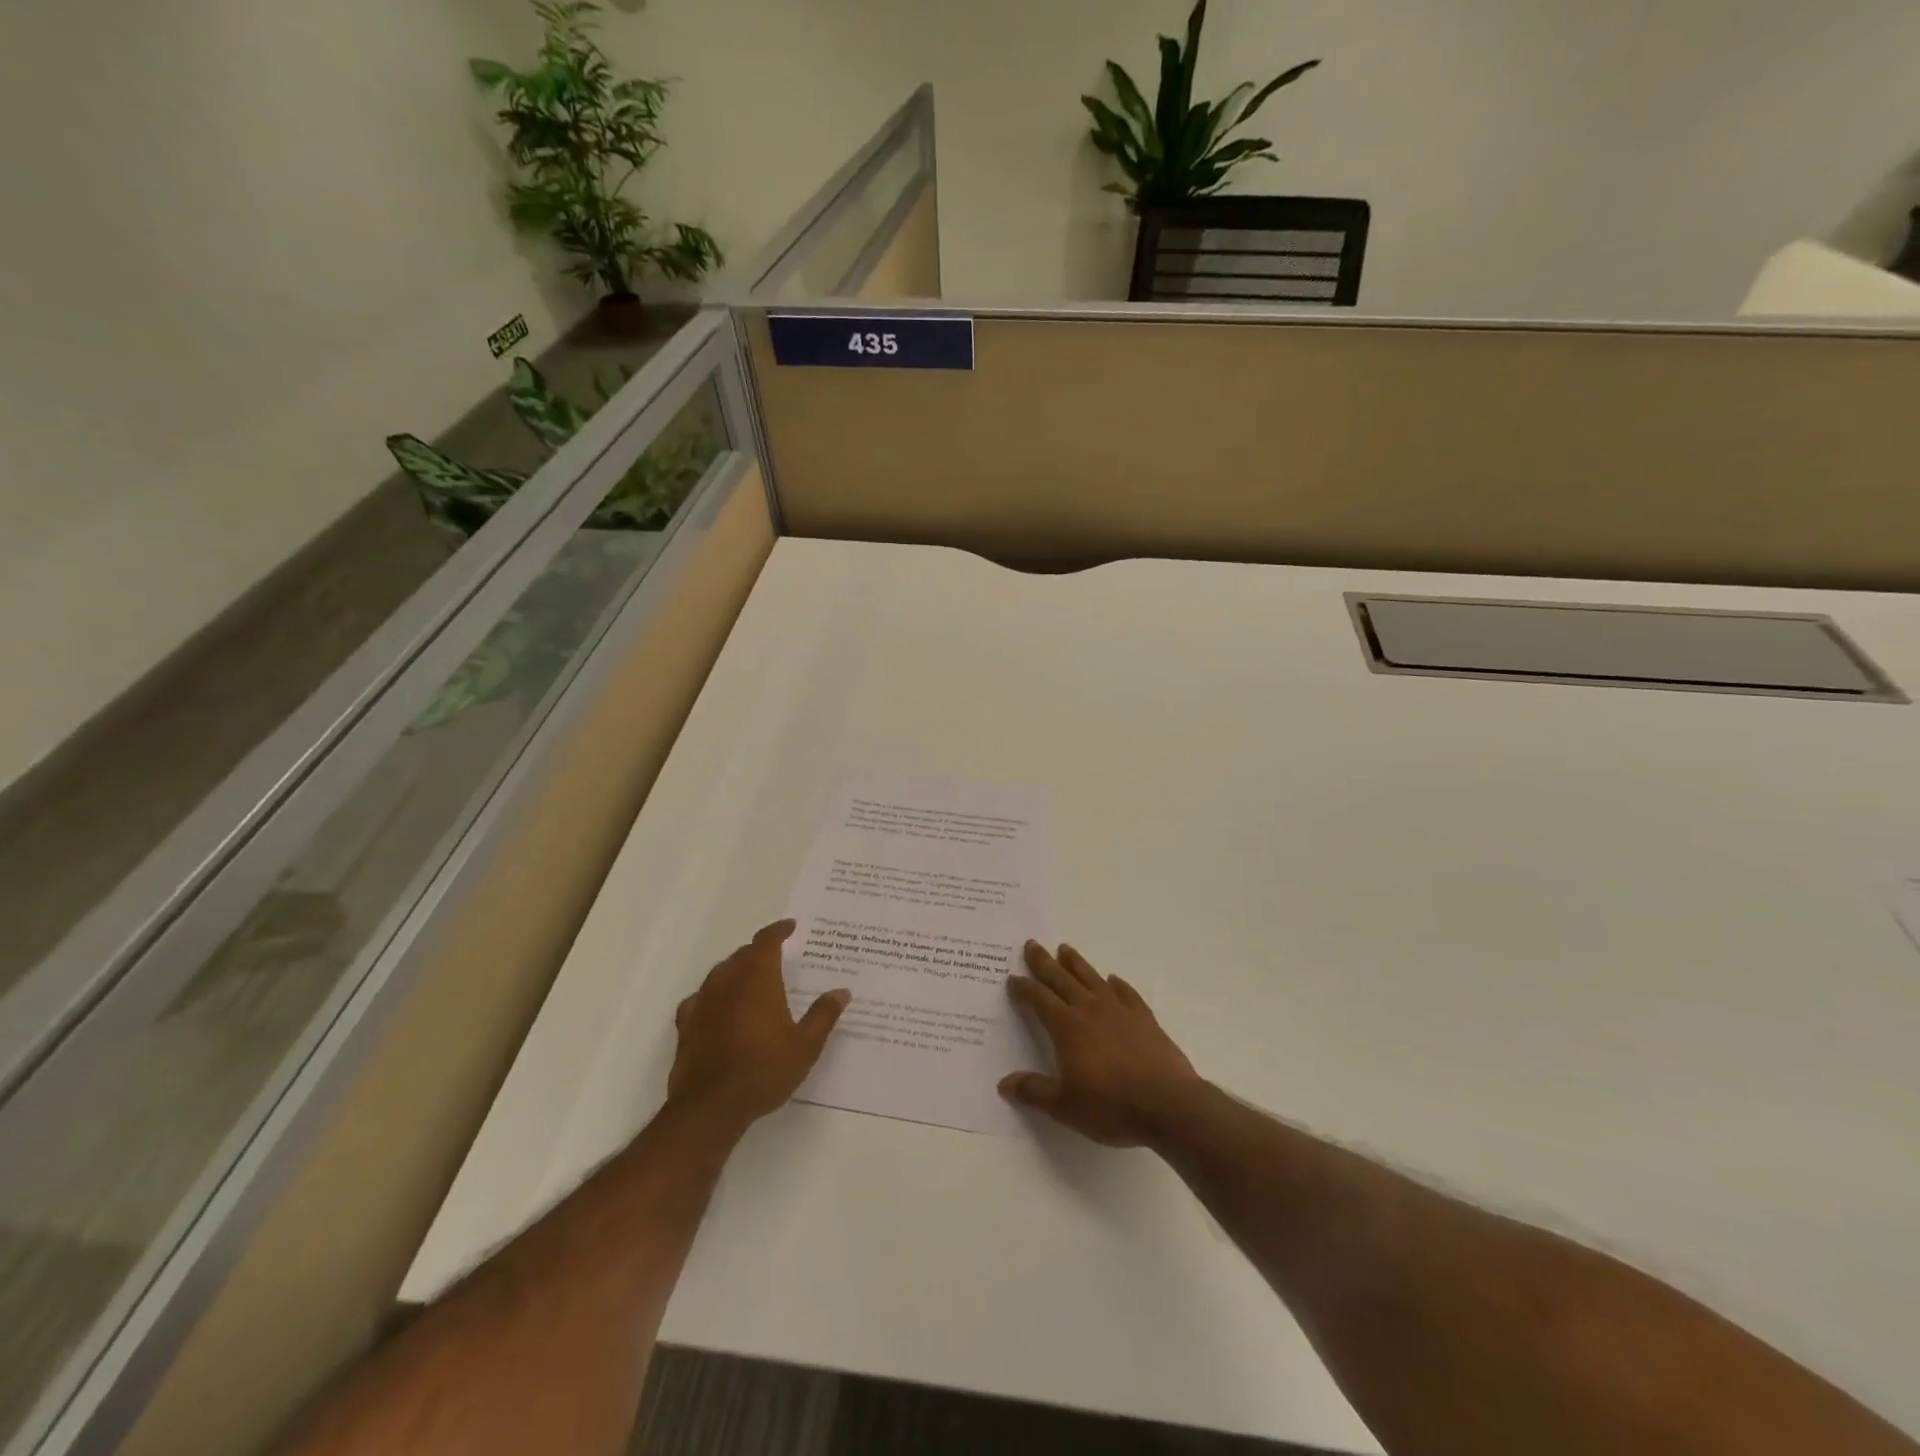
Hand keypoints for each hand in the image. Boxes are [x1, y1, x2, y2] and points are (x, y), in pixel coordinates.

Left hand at [667, 920, 848, 1133]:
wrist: (710, 1107)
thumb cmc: (763, 1071)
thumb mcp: (805, 1046)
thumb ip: (823, 1015)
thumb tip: (841, 991)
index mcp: (758, 979)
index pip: (766, 941)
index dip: (778, 931)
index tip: (790, 927)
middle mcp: (728, 981)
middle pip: (743, 954)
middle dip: (760, 951)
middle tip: (777, 956)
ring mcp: (703, 1001)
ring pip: (721, 972)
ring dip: (737, 969)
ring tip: (751, 978)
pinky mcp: (686, 1024)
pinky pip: (701, 997)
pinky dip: (714, 994)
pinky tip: (718, 1006)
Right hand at [1001, 941, 1201, 1147]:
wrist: (1168, 1105)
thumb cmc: (1111, 1106)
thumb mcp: (1065, 1106)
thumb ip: (1034, 1091)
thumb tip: (1004, 1083)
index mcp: (1067, 1027)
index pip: (1039, 1000)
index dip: (1024, 988)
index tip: (1013, 978)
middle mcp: (1090, 1010)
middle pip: (1062, 980)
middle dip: (1044, 963)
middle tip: (1032, 944)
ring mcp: (1120, 1011)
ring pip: (1092, 978)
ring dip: (1076, 963)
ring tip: (1065, 949)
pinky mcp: (1145, 1019)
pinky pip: (1127, 993)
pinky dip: (1117, 984)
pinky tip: (1113, 980)